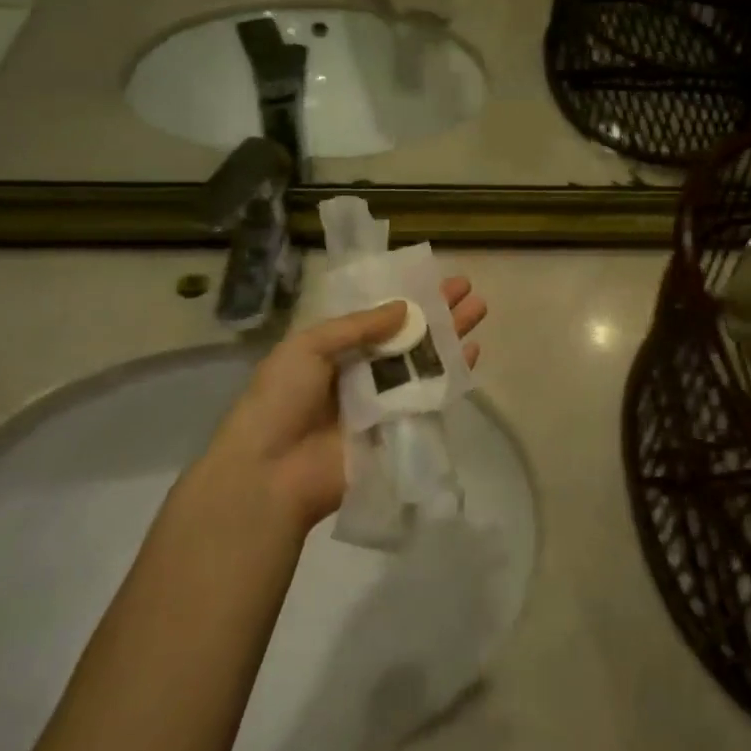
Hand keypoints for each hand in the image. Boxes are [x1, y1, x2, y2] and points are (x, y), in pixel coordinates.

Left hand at [209, 279, 487, 531]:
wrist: (270, 473)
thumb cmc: (280, 400)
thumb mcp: (308, 347)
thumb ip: (358, 326)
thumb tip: (405, 308)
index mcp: (335, 349)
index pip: (379, 316)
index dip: (407, 296)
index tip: (436, 277)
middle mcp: (362, 371)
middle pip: (408, 336)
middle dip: (437, 312)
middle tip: (468, 289)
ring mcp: (382, 401)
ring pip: (423, 361)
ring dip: (451, 336)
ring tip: (479, 310)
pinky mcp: (399, 429)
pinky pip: (430, 396)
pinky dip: (453, 374)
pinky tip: (473, 352)